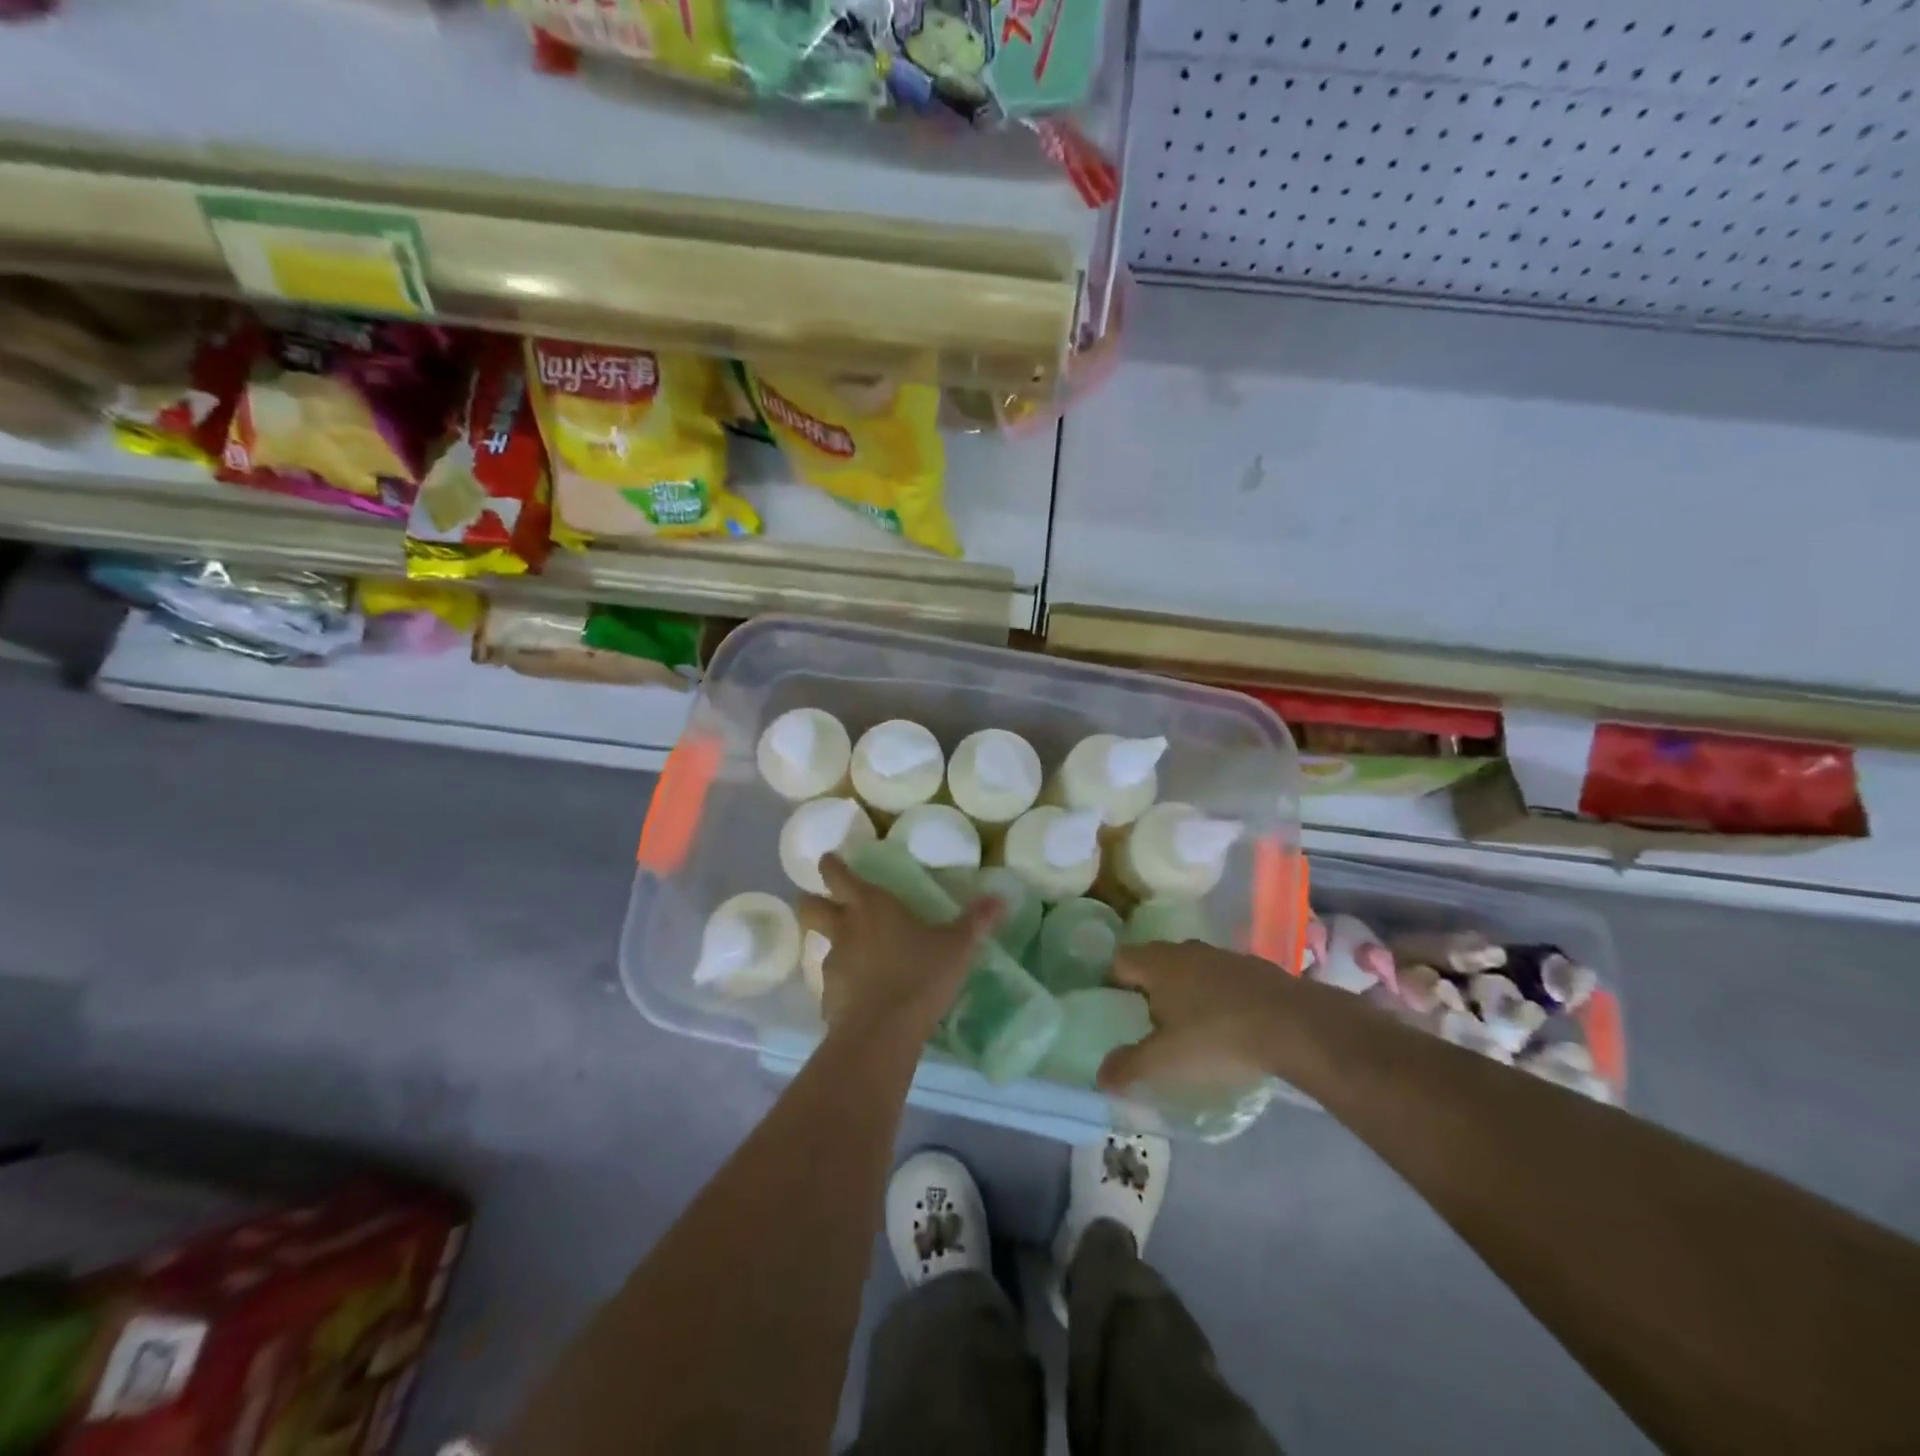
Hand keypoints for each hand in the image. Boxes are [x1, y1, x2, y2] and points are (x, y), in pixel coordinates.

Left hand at [815, 854, 1000, 1045]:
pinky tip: (864, 996)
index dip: (830, 865)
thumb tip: (1001, 898)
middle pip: (810, 907)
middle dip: (812, 901)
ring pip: (821, 945)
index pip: (837, 875)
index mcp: (871, 905)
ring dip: (834, 945)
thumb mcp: (956, 948)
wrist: (882, 1034)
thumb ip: (976, 922)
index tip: (828, 860)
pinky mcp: (829, 998)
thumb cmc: (919, 976)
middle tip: (826, 904)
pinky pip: (833, 984)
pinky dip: (844, 984)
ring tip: (858, 956)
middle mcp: (845, 929)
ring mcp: (832, 964)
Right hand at [1098, 940, 1299, 1093]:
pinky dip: (1215, 994)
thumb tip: (1100, 1078)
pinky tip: (1225, 1023)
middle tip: (1145, 1020)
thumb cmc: (1217, 1037)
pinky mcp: (1251, 967)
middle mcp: (1184, 950)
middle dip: (1146, 986)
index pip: (1119, 961)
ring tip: (1186, 1024)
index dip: (1111, 982)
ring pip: (1188, 967)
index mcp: (1156, 964)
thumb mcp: (1167, 1060)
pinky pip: (1219, 977)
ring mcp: (1220, 955)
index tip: (1113, 1008)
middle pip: (1153, 961)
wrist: (1294, 1025)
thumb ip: (1129, 1067)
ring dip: (1183, 989)